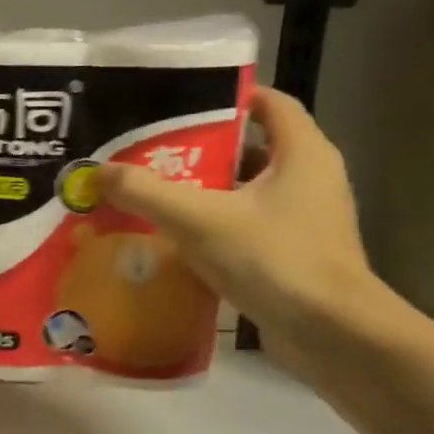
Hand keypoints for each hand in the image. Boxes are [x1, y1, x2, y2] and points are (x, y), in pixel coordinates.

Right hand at [96, 87, 379, 369]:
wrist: (332, 336)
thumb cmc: (274, 260)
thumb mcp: (199, 219)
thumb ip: (146, 192)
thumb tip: (100, 172)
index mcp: (302, 153)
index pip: (269, 103)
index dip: (227, 97)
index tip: (179, 103)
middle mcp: (310, 179)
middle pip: (250, 148)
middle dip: (200, 150)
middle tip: (148, 153)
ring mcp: (305, 220)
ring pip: (246, 192)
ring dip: (203, 192)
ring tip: (151, 195)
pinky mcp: (294, 255)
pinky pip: (246, 227)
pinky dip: (213, 228)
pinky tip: (173, 241)